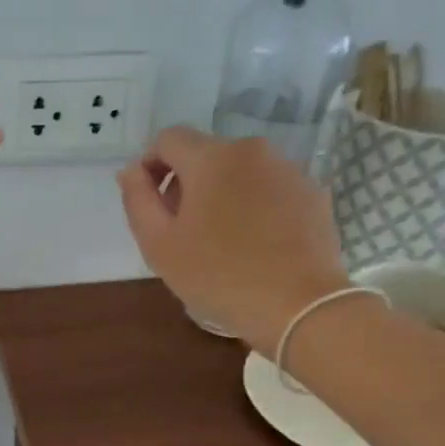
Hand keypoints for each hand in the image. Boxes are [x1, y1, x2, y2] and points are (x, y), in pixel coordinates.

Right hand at [117, 127, 348, 354]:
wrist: (299, 306)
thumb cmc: (219, 276)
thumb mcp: (160, 245)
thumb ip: (138, 200)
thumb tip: (131, 170)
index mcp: (211, 158)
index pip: (168, 139)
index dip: (151, 165)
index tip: (150, 204)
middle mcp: (252, 150)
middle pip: (206, 155)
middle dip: (187, 184)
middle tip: (183, 232)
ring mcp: (288, 170)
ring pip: (240, 172)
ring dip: (222, 195)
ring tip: (222, 242)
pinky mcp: (313, 194)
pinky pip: (270, 190)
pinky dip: (255, 207)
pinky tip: (255, 245)